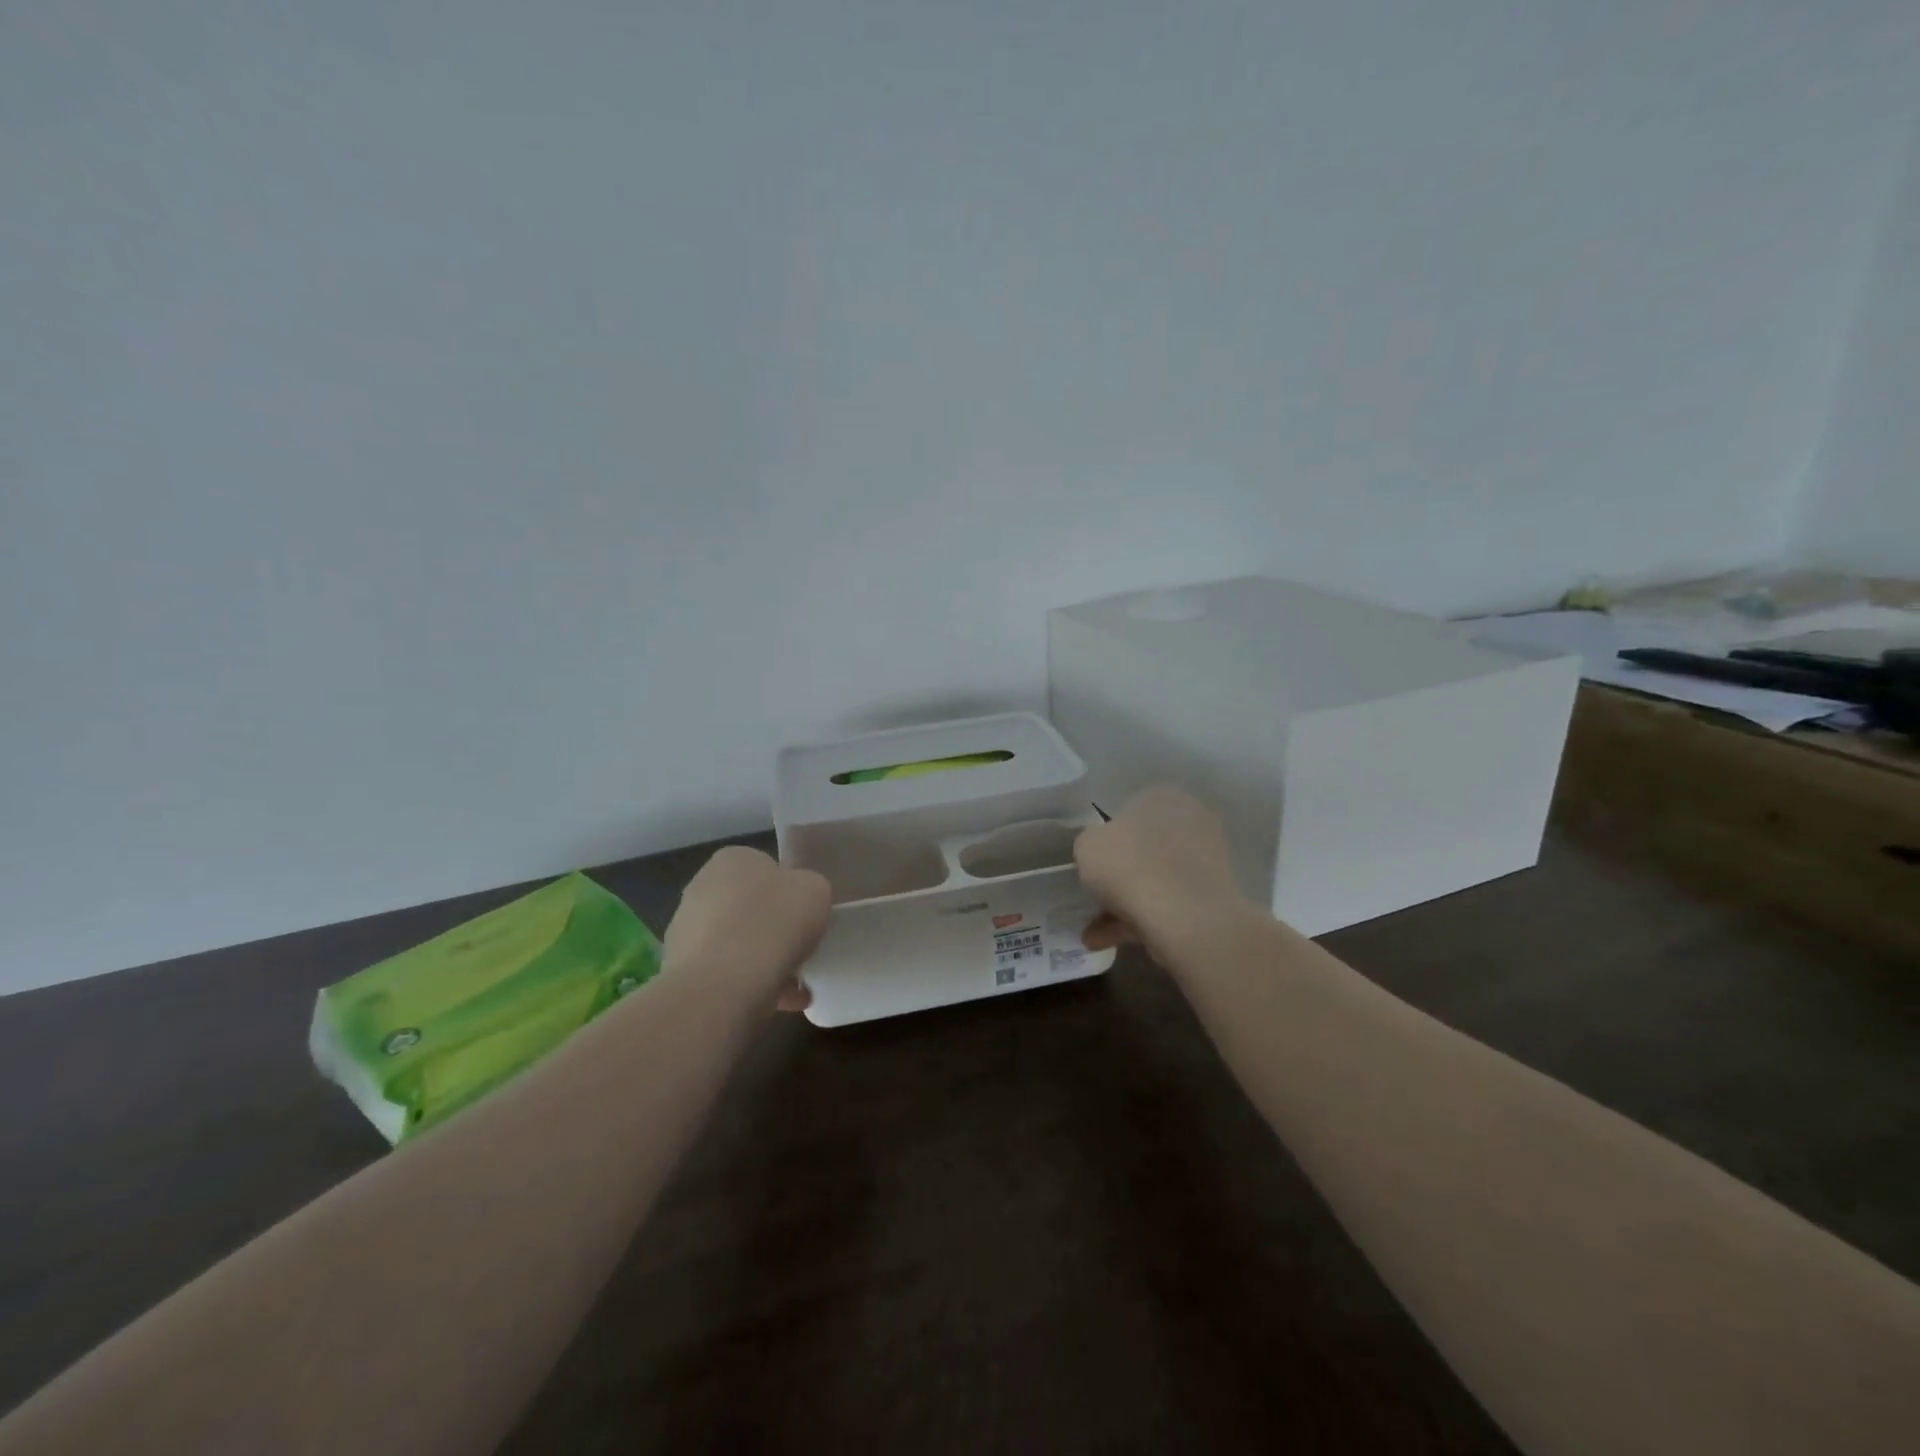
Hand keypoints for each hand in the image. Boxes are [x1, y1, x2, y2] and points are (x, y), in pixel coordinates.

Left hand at [664, 846, 831, 1011]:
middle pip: (748, 908)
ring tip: (794, 989)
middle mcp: (701, 887)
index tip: (804, 917)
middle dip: (772, 930)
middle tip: (799, 951)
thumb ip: (809, 888)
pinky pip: (724, 975)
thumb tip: (797, 902)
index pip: (765, 869)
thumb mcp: (816, 890)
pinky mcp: (680, 970)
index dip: (789, 893)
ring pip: (736, 945)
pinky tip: (778, 1004)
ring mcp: (685, 930)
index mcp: (733, 859)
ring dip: (762, 963)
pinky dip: (748, 988)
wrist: (724, 984)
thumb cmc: (774, 922)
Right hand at [1075, 787, 1249, 959]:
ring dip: (1125, 905)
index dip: (1107, 841)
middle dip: (1119, 877)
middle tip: (1096, 900)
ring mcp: (1208, 859)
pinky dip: (1143, 921)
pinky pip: (1170, 904)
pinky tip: (1114, 942)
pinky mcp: (1214, 896)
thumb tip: (1101, 854)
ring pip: (1156, 880)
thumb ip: (1091, 844)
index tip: (1093, 866)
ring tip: (1095, 935)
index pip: (1128, 813)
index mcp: (1161, 796)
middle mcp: (1190, 820)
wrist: (1184, 915)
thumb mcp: (1087, 846)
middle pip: (1144, 849)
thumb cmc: (1129, 866)